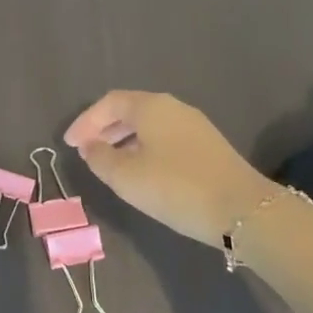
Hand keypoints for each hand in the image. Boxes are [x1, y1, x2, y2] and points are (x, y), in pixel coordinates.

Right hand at [63, 90, 279, 244]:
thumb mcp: (126, 177)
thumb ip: (100, 158)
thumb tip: (91, 146)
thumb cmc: (175, 187)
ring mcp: (194, 126)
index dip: (85, 121)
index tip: (69, 143)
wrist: (243, 210)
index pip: (109, 102)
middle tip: (85, 150)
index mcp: (151, 107)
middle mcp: (173, 108)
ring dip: (124, 139)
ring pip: (149, 125)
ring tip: (109, 163)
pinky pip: (165, 138)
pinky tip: (141, 171)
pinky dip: (144, 148)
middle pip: (130, 110)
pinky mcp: (208, 146)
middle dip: (104, 128)